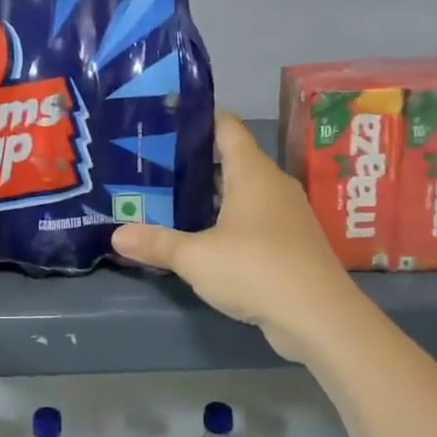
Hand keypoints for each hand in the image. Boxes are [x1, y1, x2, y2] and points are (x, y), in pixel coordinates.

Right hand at [112, 111, 359, 362]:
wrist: (321, 318)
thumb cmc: (256, 269)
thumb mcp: (196, 257)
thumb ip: (157, 243)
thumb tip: (116, 234)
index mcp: (252, 171)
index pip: (226, 126)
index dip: (197, 118)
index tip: (163, 119)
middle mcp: (272, 184)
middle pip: (231, 158)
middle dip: (195, 161)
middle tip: (154, 164)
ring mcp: (286, 214)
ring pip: (243, 191)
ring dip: (211, 194)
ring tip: (170, 198)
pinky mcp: (291, 242)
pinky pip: (254, 218)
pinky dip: (228, 220)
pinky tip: (202, 237)